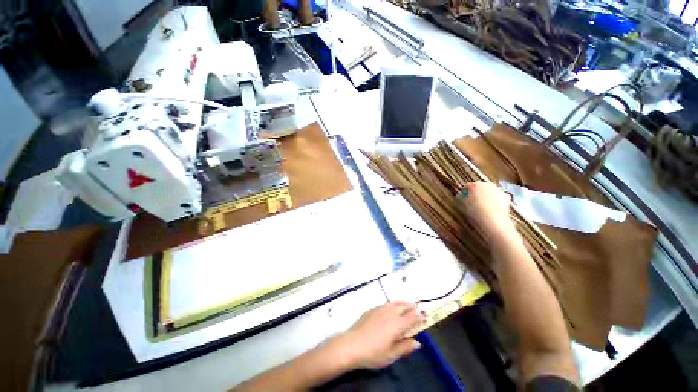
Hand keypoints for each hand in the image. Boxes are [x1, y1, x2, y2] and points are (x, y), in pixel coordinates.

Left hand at [328, 301, 423, 369]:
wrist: (352, 344)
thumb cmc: (373, 352)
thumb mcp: (392, 355)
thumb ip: (405, 347)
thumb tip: (418, 342)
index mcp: (397, 324)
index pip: (411, 317)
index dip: (419, 315)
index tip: (424, 313)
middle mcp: (390, 313)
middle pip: (403, 306)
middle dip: (411, 306)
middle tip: (416, 307)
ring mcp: (379, 309)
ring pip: (394, 303)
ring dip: (401, 303)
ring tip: (405, 305)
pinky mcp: (371, 309)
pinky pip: (385, 304)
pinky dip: (391, 304)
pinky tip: (390, 308)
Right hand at [455, 182, 515, 240]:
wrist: (493, 219)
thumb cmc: (475, 211)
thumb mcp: (464, 205)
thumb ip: (462, 198)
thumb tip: (461, 196)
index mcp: (474, 185)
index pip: (467, 186)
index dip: (464, 192)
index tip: (462, 197)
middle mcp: (486, 184)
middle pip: (480, 186)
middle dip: (476, 192)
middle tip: (473, 200)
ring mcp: (497, 189)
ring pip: (490, 191)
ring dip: (486, 195)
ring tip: (484, 205)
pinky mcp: (505, 196)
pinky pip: (498, 196)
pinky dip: (495, 200)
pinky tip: (492, 207)